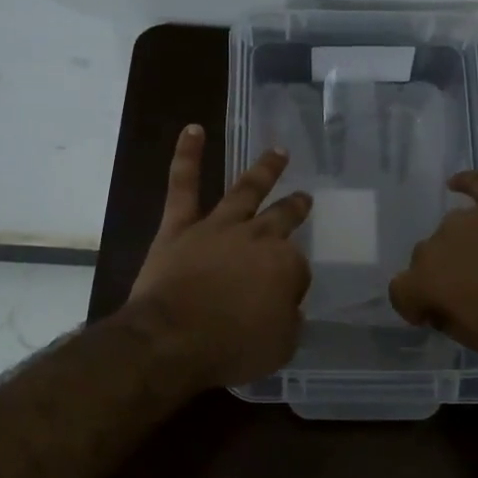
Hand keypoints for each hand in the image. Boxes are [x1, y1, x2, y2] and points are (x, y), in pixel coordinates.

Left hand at [124, 125, 313, 391]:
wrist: (173, 338)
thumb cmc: (232, 347)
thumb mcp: (280, 347)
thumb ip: (289, 321)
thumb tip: (287, 308)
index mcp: (286, 265)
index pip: (298, 268)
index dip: (293, 284)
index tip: (285, 299)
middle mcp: (257, 237)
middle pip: (282, 218)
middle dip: (294, 207)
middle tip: (304, 198)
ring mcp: (218, 226)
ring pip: (245, 190)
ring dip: (264, 170)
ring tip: (278, 151)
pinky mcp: (180, 226)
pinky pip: (183, 184)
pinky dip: (187, 156)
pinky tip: (193, 129)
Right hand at [388, 172, 477, 356]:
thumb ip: (450, 320)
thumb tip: (441, 308)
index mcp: (427, 280)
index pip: (400, 290)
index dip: (411, 305)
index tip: (428, 316)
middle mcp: (438, 242)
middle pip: (424, 257)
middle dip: (438, 274)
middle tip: (466, 292)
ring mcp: (470, 216)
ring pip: (451, 229)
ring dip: (460, 245)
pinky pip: (475, 184)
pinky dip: (465, 185)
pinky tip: (457, 184)